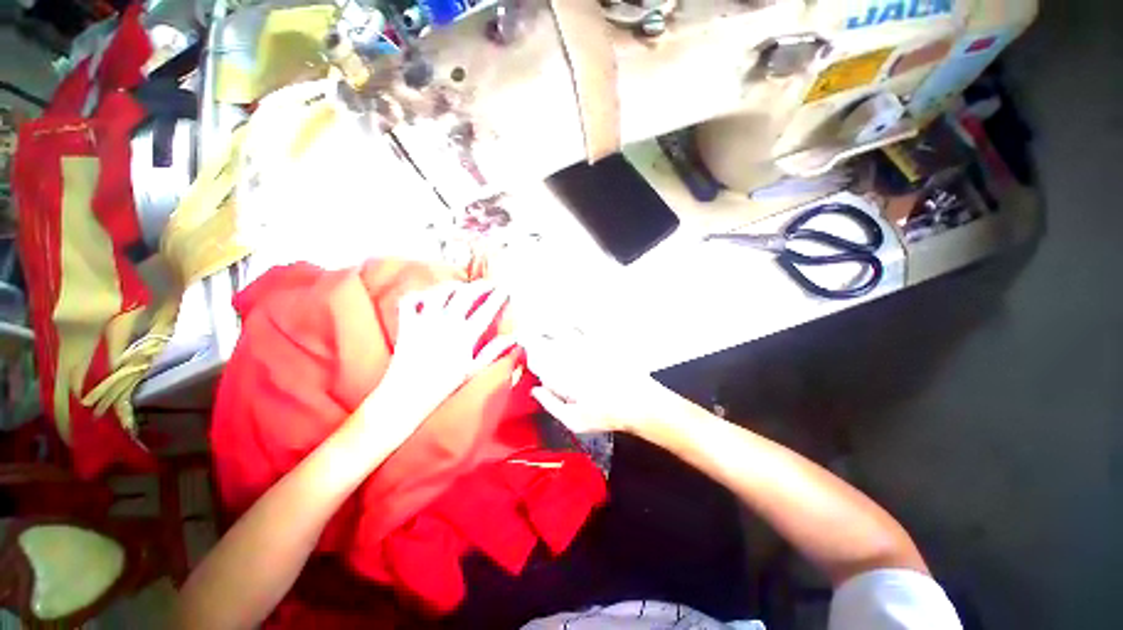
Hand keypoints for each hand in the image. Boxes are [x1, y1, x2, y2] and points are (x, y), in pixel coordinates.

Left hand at [380, 281, 515, 421]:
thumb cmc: (444, 384)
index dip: (498, 297)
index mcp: (465, 335)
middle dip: (481, 285)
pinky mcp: (407, 324)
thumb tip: (514, 339)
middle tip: (489, 284)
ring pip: (440, 292)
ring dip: (453, 285)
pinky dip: (418, 294)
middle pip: (466, 294)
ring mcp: (425, 321)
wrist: (408, 395)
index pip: (486, 310)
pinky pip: (409, 301)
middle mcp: (446, 323)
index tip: (505, 289)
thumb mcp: (474, 369)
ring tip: (461, 286)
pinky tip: (427, 296)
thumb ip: (494, 351)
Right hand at [519, 329, 663, 433]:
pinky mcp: (603, 339)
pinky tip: (572, 321)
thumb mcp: (574, 420)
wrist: (639, 402)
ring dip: (550, 326)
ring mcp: (587, 345)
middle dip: (533, 335)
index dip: (527, 352)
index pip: (536, 357)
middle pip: (545, 338)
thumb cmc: (607, 414)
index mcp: (561, 374)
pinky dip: (576, 321)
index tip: (523, 350)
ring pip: (561, 328)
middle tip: (527, 334)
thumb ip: (551, 404)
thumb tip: (536, 390)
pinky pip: (586, 323)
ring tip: (544, 325)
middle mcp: (571, 356)